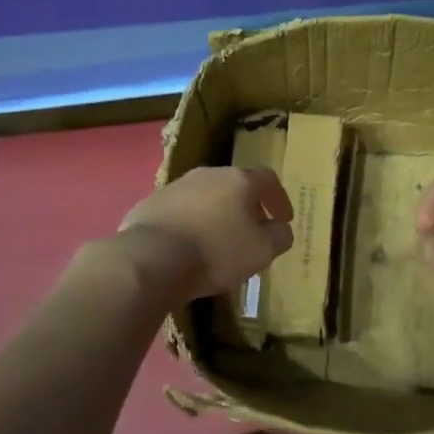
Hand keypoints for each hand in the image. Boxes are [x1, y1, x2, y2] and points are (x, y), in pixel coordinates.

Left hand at [118, 167, 294, 305]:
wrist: (151, 258)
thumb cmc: (216, 252)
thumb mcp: (262, 251)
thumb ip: (279, 237)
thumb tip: (280, 229)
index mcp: (238, 180)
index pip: (267, 179)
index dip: (279, 199)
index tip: (283, 219)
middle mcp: (207, 175)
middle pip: (234, 185)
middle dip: (246, 207)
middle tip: (251, 231)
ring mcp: (175, 187)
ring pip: (204, 198)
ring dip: (216, 215)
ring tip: (218, 242)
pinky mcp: (150, 204)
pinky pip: (179, 212)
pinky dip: (189, 225)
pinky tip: (187, 247)